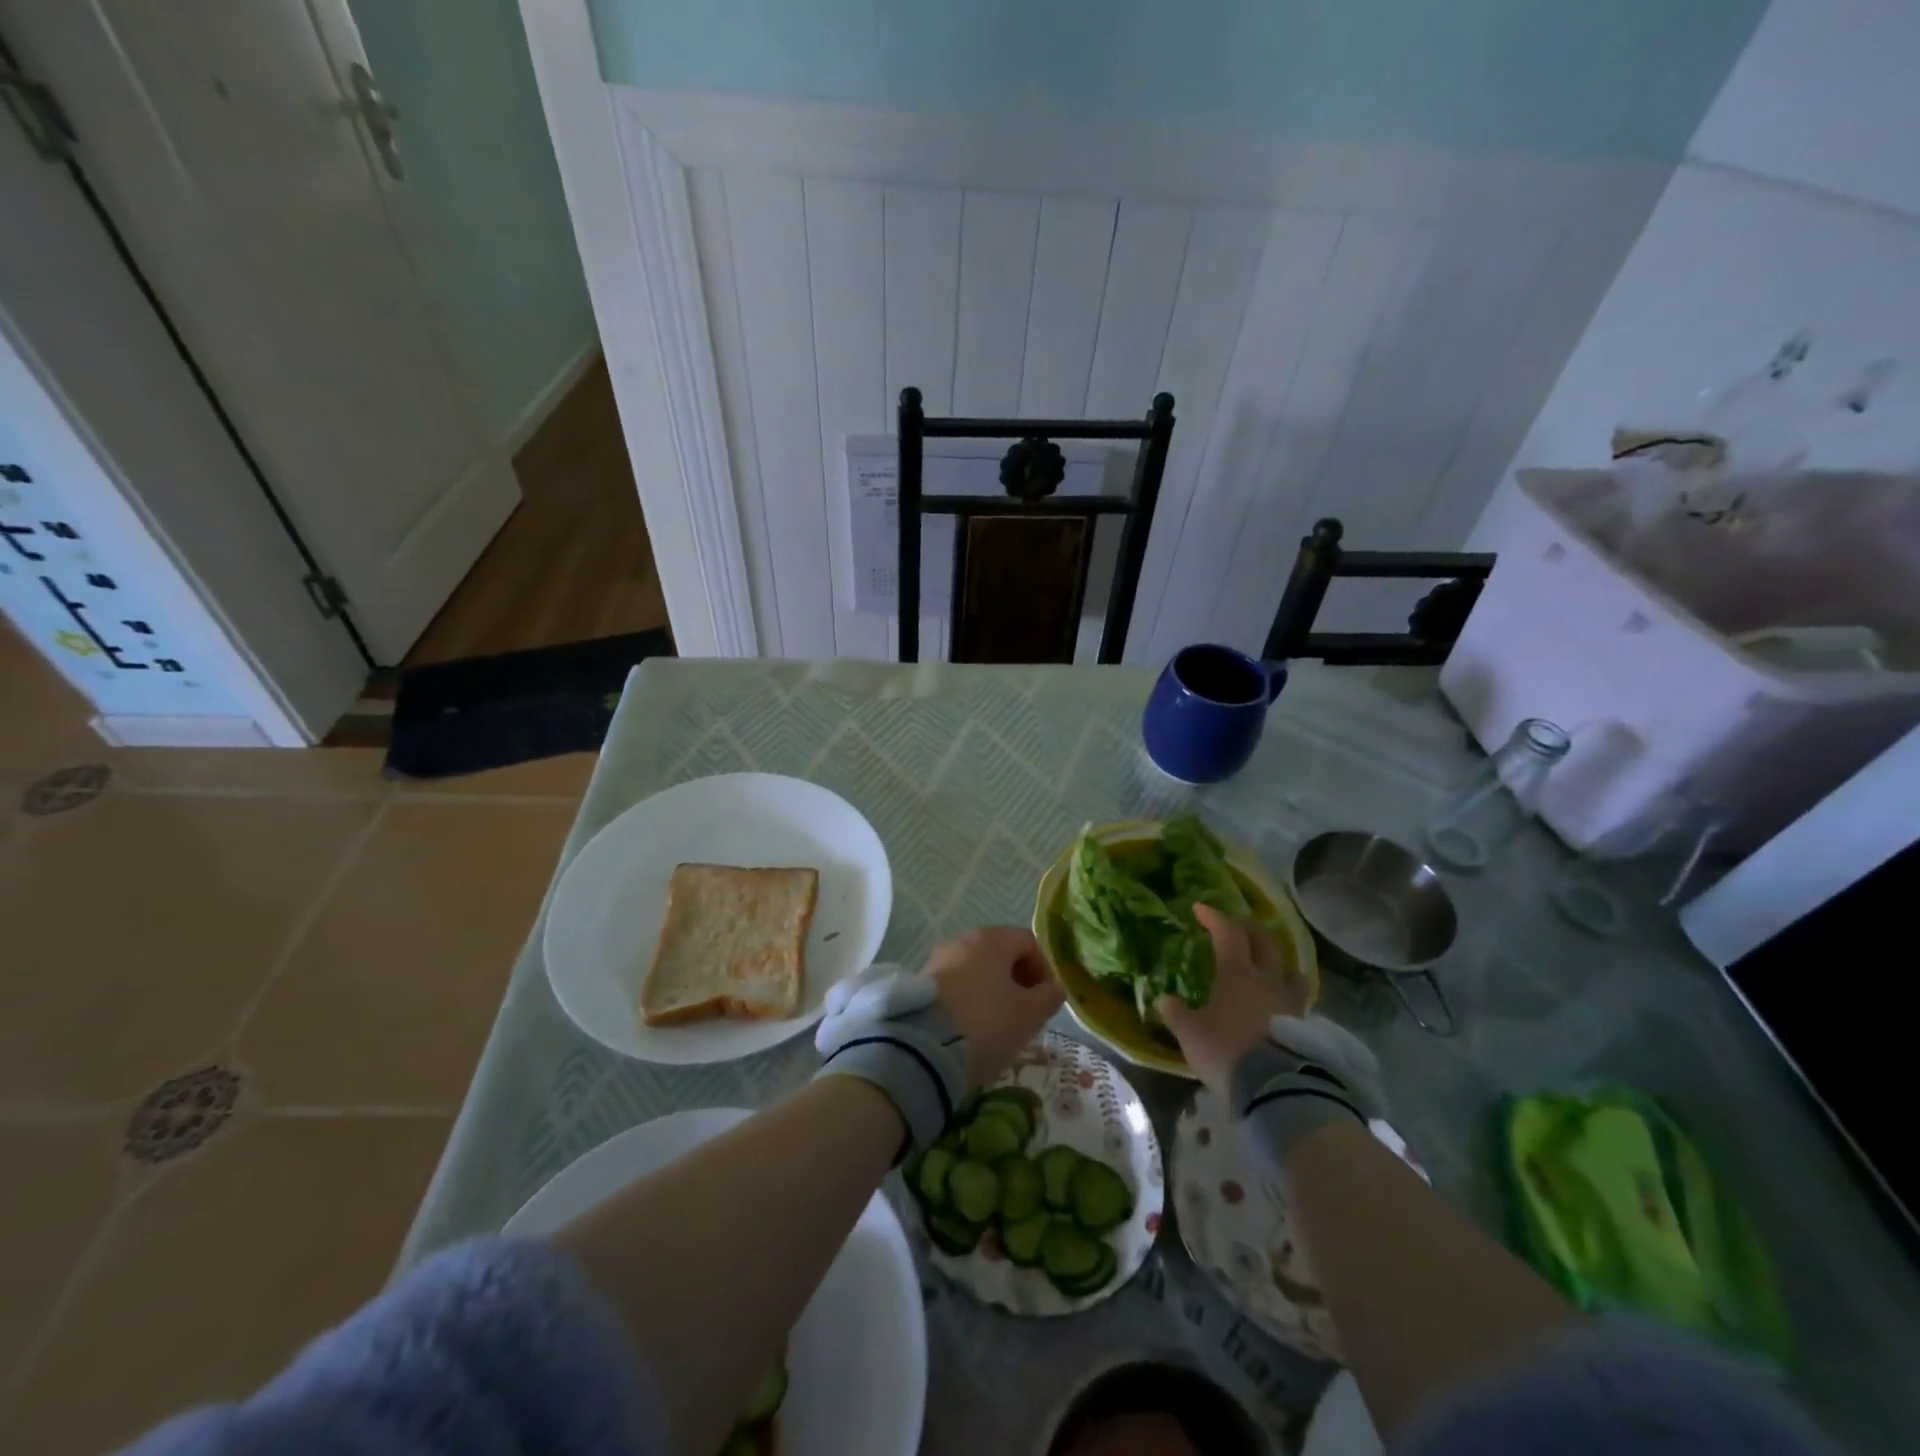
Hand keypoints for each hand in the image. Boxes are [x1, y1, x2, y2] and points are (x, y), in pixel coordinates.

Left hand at [925, 926, 1062, 1089]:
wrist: (924, 1049)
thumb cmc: (987, 1023)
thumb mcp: (1030, 1014)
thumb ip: (1049, 997)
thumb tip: (1052, 989)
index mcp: (989, 939)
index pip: (1026, 941)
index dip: (1043, 968)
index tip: (1046, 998)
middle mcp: (960, 941)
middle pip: (999, 953)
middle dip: (1017, 981)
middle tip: (1025, 1013)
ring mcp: (936, 961)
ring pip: (975, 970)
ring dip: (992, 992)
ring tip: (999, 1025)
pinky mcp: (920, 985)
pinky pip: (955, 986)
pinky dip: (969, 1001)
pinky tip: (972, 1029)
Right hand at [1155, 904, 1308, 1099]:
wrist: (1275, 1089)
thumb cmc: (1226, 1051)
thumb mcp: (1190, 1033)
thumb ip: (1176, 1013)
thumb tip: (1163, 999)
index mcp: (1237, 973)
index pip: (1228, 932)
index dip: (1214, 917)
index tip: (1200, 909)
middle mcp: (1267, 979)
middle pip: (1264, 941)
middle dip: (1248, 928)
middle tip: (1235, 926)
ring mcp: (1290, 1001)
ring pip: (1289, 968)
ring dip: (1276, 960)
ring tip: (1267, 964)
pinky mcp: (1305, 1026)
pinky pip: (1297, 996)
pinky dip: (1286, 990)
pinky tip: (1278, 1001)